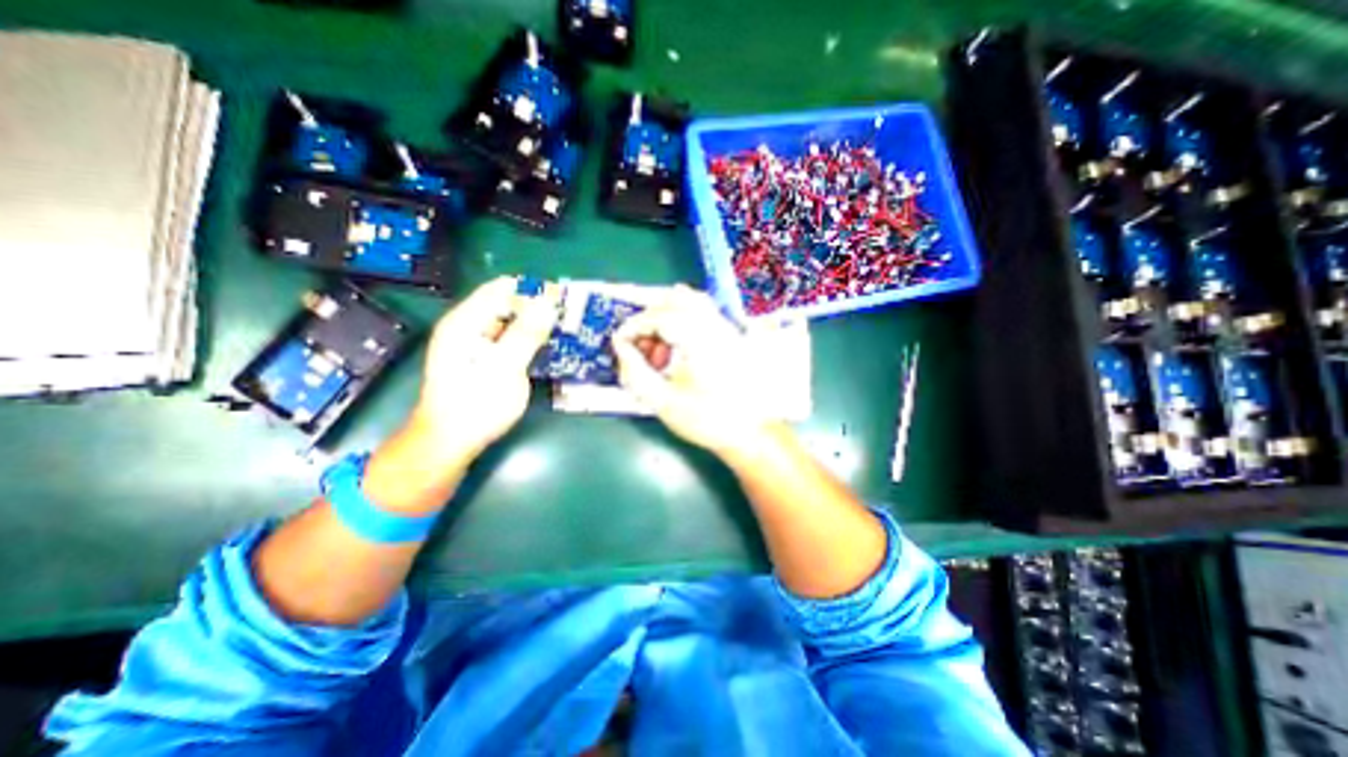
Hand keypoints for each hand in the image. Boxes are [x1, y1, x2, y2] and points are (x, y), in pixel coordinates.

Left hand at [408, 275, 562, 465]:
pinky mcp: (484, 359)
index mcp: (466, 322)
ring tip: (565, 330)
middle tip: (569, 318)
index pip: (502, 288)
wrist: (450, 442)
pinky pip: (510, 339)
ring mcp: (476, 344)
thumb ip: (526, 333)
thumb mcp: (505, 368)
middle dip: (538, 307)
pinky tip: (548, 347)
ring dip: (537, 325)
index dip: (533, 290)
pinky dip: (529, 340)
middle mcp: (469, 327)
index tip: (563, 299)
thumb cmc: (476, 406)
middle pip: (507, 304)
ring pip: (511, 323)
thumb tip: (548, 302)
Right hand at [614, 286, 779, 456]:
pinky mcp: (731, 335)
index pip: (659, 316)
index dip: (633, 327)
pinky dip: (683, 317)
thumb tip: (621, 347)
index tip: (619, 343)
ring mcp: (726, 328)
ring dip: (666, 315)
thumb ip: (636, 372)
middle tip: (638, 345)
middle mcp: (714, 325)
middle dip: (649, 318)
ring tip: (658, 345)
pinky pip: (704, 311)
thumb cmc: (706, 420)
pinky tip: (677, 342)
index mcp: (699, 340)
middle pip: (674, 300)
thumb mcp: (663, 402)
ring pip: (691, 301)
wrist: (750, 432)